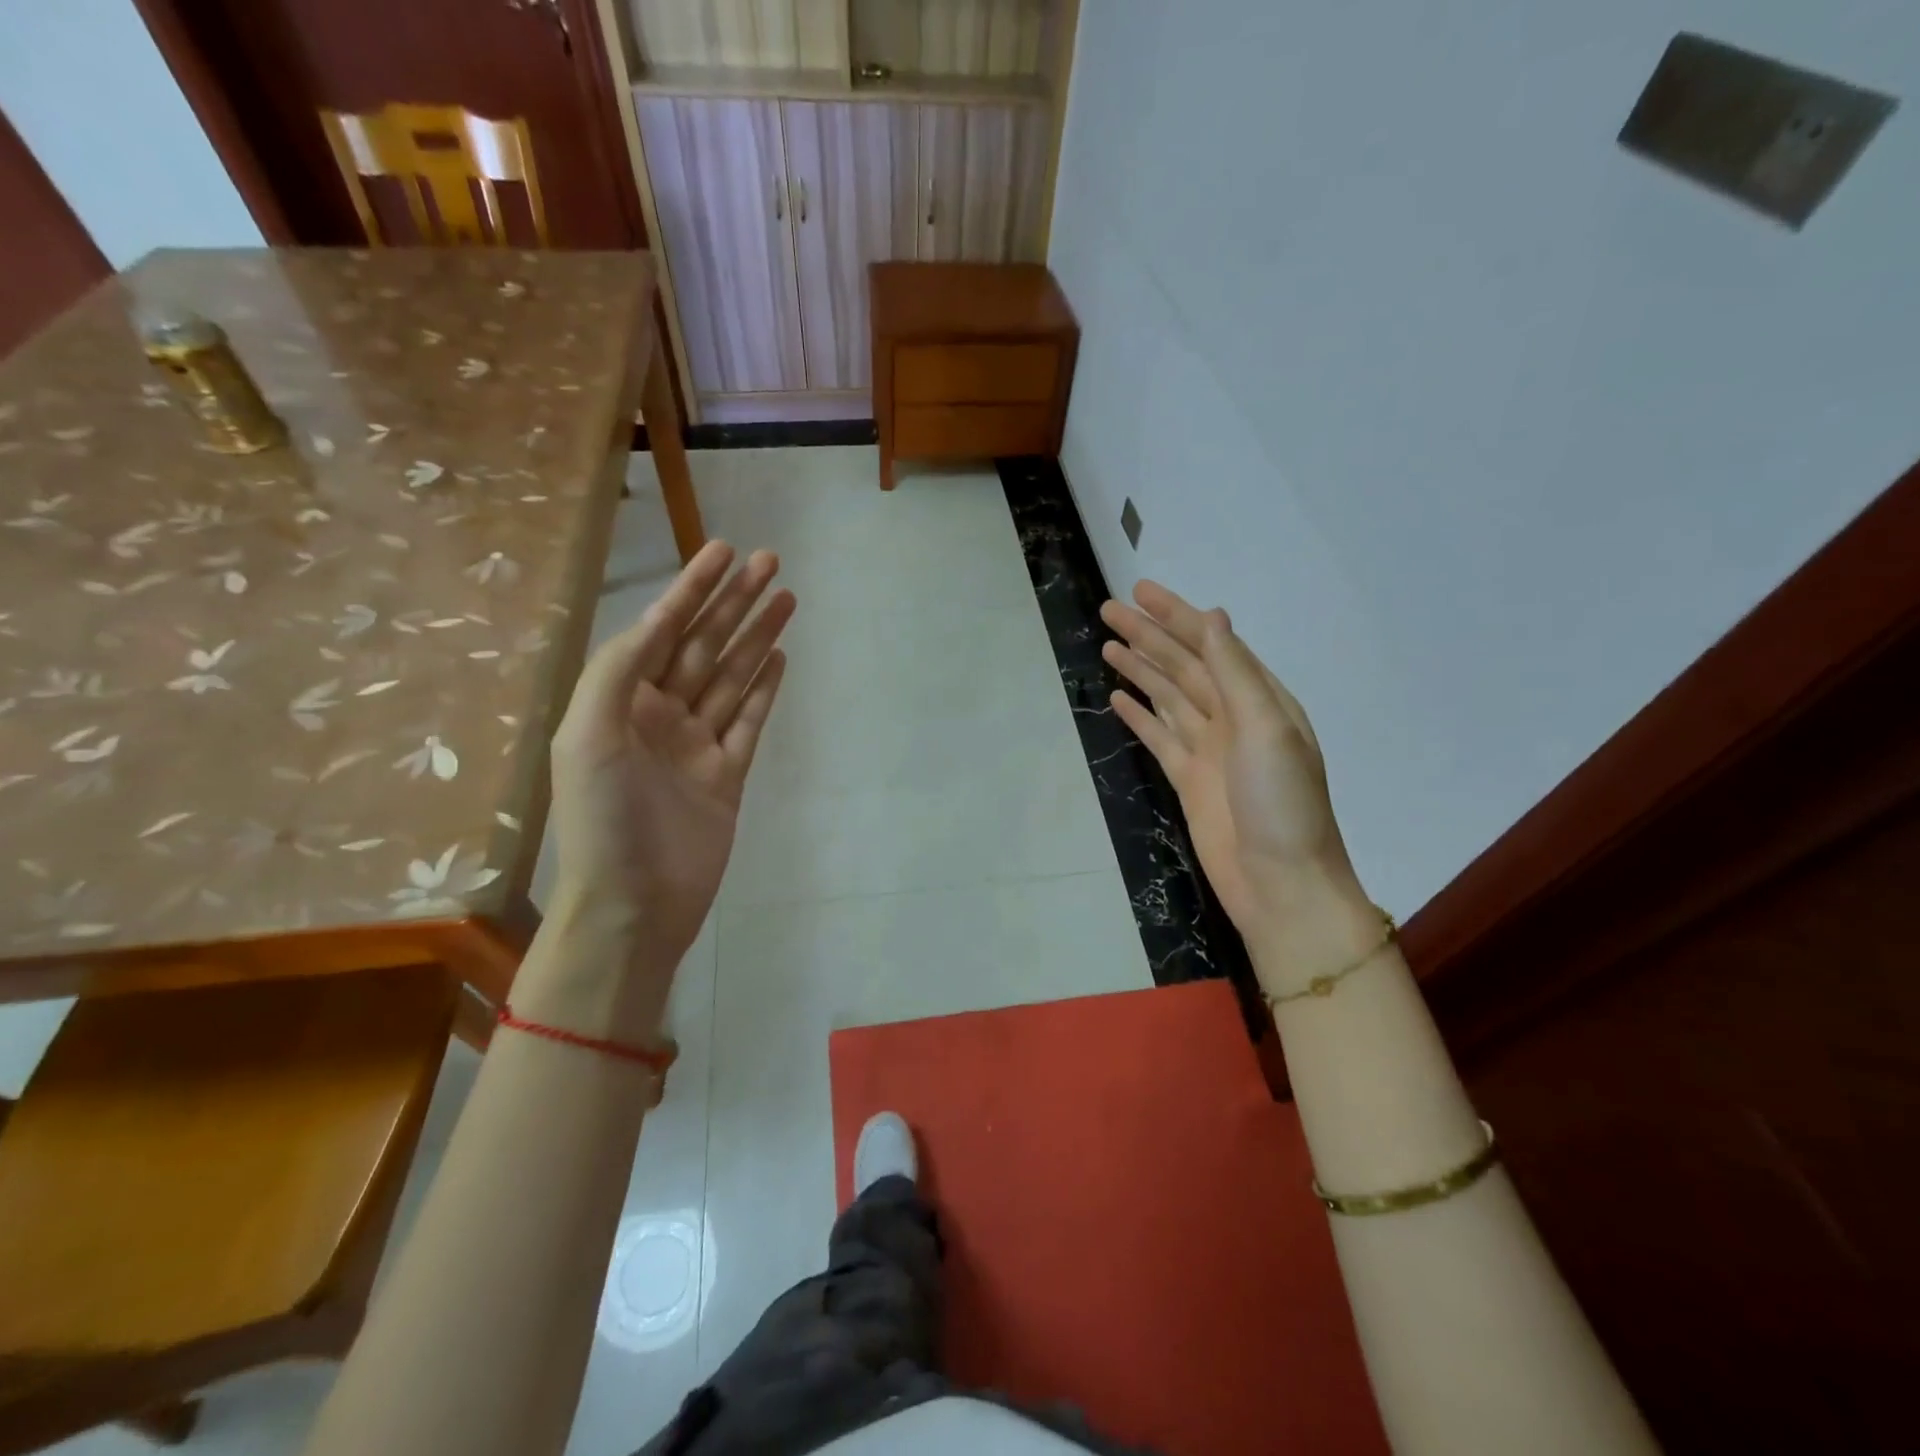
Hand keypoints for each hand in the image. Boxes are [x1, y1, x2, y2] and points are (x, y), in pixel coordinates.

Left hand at [548, 540, 793, 975]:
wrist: (634, 905)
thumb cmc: (604, 820)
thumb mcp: (589, 734)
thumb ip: (619, 670)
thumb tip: (657, 621)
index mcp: (621, 702)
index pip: (663, 630)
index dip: (693, 588)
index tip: (724, 550)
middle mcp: (660, 715)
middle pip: (705, 645)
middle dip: (735, 602)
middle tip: (772, 563)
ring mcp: (697, 745)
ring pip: (732, 676)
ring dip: (757, 636)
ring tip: (788, 599)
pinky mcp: (727, 775)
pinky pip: (749, 721)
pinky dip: (763, 689)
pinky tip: (778, 658)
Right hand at [1100, 581, 1368, 953]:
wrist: (1281, 884)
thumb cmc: (1282, 804)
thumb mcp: (1267, 729)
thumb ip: (1236, 674)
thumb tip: (1214, 618)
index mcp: (1259, 699)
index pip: (1211, 644)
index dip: (1176, 616)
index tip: (1141, 592)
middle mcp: (1233, 717)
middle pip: (1183, 666)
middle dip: (1149, 636)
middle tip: (1109, 610)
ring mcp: (1208, 749)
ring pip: (1167, 697)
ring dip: (1140, 669)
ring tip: (1107, 645)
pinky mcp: (1187, 779)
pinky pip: (1159, 736)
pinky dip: (1139, 715)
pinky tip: (1118, 697)